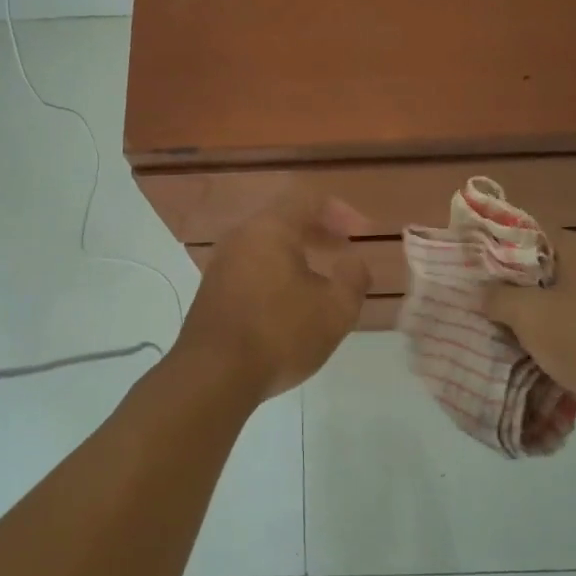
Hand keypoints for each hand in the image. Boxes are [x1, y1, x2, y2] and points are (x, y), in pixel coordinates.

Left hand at [176, 189, 372, 402]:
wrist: (212, 376)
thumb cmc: (279, 335)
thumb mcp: (335, 310)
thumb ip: (354, 278)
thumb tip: (354, 263)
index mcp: (270, 229)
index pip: (308, 199)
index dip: (341, 212)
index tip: (362, 234)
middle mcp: (241, 237)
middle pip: (284, 219)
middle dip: (320, 231)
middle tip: (345, 250)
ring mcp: (221, 264)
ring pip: (266, 245)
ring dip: (298, 254)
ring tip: (322, 280)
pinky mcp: (212, 291)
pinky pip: (252, 267)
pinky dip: (277, 272)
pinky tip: (291, 303)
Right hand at [482, 229, 575, 440]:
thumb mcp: (532, 315)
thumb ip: (499, 299)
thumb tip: (480, 291)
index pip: (528, 233)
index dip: (495, 246)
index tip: (466, 264)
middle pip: (540, 271)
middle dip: (507, 289)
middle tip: (472, 302)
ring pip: (556, 304)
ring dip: (528, 321)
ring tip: (490, 333)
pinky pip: (573, 332)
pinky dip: (551, 343)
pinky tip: (524, 359)